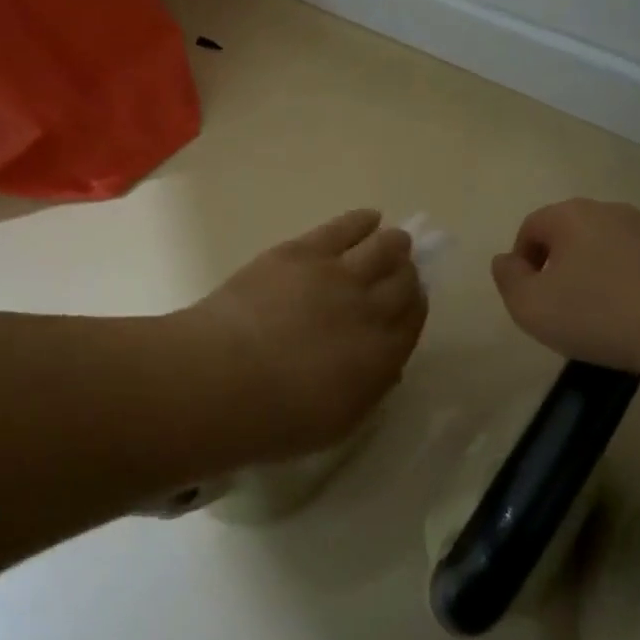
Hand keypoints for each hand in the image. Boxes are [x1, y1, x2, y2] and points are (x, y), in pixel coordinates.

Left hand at [180, 210, 427, 459]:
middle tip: (401, 271)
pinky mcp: (303, 252)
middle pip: (403, 281)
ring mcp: (338, 275)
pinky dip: (362, 221)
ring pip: (382, 248)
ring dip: (393, 244)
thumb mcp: (337, 421)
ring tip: (395, 241)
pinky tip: (369, 218)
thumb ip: (369, 389)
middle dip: (406, 274)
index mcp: (383, 356)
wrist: (223, 378)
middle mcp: (370, 309)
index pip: (413, 319)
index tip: (411, 301)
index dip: (415, 305)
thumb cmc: (276, 417)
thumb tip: (385, 365)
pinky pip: (344, 228)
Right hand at [491, 198, 639, 372]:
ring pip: (610, 247)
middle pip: (571, 233)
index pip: (531, 227)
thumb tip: (505, 260)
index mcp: (571, 216)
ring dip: (598, 272)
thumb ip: (508, 280)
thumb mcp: (531, 306)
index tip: (528, 294)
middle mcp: (611, 212)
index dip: (522, 260)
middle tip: (560, 304)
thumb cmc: (599, 314)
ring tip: (602, 314)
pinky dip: (634, 284)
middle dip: (560, 263)